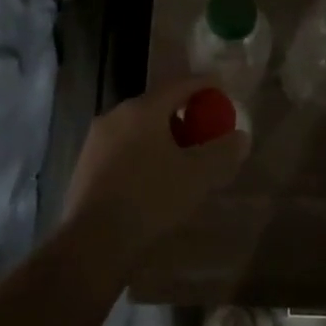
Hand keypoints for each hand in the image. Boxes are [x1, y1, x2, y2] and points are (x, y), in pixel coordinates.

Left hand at [64, 77, 250, 252]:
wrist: (93, 242)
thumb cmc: (150, 198)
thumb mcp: (198, 175)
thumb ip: (223, 151)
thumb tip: (240, 137)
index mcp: (143, 109)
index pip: (179, 84)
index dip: (204, 84)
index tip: (221, 87)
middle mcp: (115, 116)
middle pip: (157, 105)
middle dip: (183, 113)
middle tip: (204, 128)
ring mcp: (96, 141)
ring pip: (138, 128)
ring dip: (162, 135)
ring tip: (181, 156)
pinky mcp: (85, 165)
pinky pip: (123, 148)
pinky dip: (143, 153)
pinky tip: (153, 177)